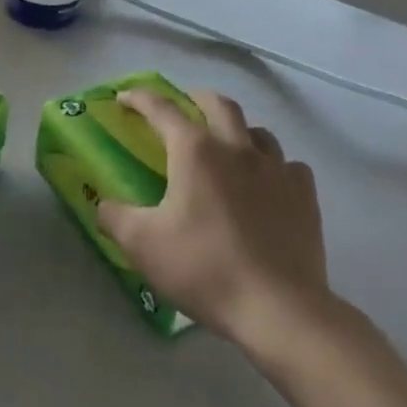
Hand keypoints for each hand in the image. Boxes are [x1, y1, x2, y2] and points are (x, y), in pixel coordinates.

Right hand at [97, 89, 340, 357]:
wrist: (278, 309)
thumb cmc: (204, 268)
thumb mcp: (141, 244)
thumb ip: (114, 216)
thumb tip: (102, 204)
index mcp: (195, 150)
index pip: (161, 108)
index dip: (139, 98)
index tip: (124, 98)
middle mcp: (237, 148)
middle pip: (219, 104)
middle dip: (196, 100)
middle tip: (182, 109)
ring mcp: (277, 170)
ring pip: (258, 132)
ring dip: (238, 131)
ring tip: (227, 148)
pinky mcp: (305, 196)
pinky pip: (289, 166)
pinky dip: (274, 167)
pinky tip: (267, 185)